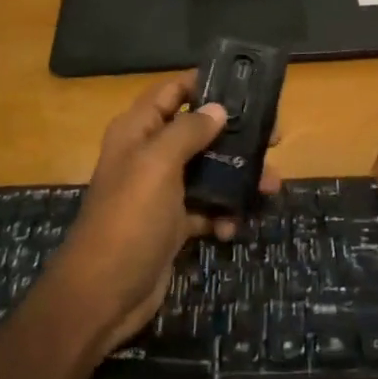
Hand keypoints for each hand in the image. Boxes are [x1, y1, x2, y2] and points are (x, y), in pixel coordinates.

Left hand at [43, 73, 277, 354]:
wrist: (103, 295)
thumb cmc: (129, 219)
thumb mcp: (157, 165)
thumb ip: (188, 131)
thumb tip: (218, 109)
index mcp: (138, 130)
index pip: (172, 91)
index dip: (205, 83)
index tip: (246, 86)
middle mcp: (149, 154)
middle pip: (198, 130)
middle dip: (235, 134)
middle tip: (274, 138)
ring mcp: (161, 191)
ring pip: (208, 170)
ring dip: (238, 177)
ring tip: (270, 187)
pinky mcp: (173, 223)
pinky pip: (206, 207)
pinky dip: (222, 213)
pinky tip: (232, 227)